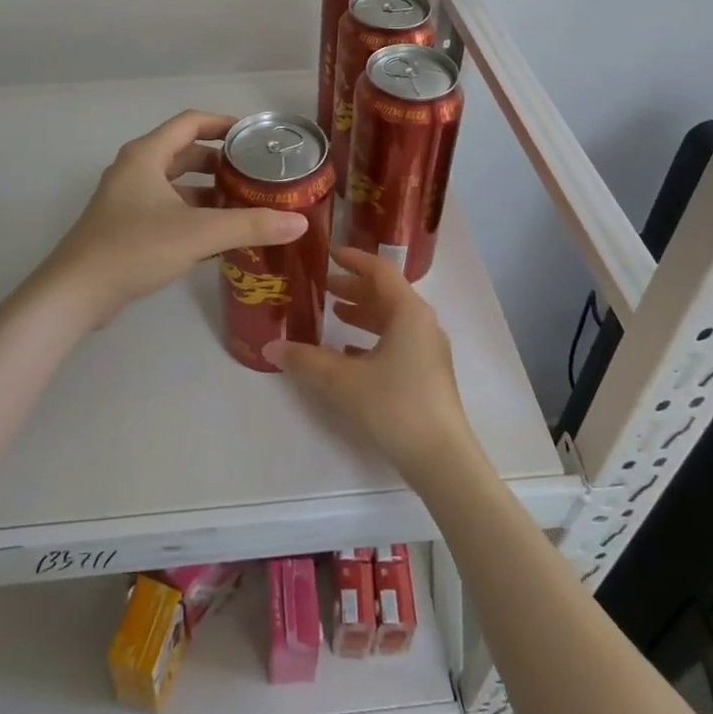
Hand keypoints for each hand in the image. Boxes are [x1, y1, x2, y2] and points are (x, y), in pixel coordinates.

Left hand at [38, 111, 308, 328]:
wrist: (75, 294)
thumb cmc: (135, 248)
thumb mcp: (198, 233)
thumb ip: (249, 225)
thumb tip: (298, 222)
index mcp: (146, 155)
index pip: (191, 122)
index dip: (224, 124)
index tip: (255, 136)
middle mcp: (135, 170)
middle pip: (184, 153)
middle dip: (220, 162)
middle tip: (255, 175)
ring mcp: (127, 200)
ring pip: (175, 184)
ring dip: (207, 191)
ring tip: (244, 206)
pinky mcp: (125, 227)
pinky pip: (167, 209)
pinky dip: (192, 214)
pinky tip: (217, 237)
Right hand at [264, 247, 475, 481]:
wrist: (442, 459)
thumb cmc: (395, 406)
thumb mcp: (343, 381)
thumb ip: (306, 360)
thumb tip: (270, 348)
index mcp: (408, 312)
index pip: (380, 270)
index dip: (354, 259)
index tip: (329, 254)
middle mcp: (422, 323)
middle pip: (386, 293)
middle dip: (354, 287)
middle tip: (323, 287)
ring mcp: (428, 350)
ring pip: (392, 319)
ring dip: (363, 313)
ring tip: (334, 313)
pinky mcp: (428, 374)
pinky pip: (397, 342)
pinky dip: (373, 339)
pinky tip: (349, 353)